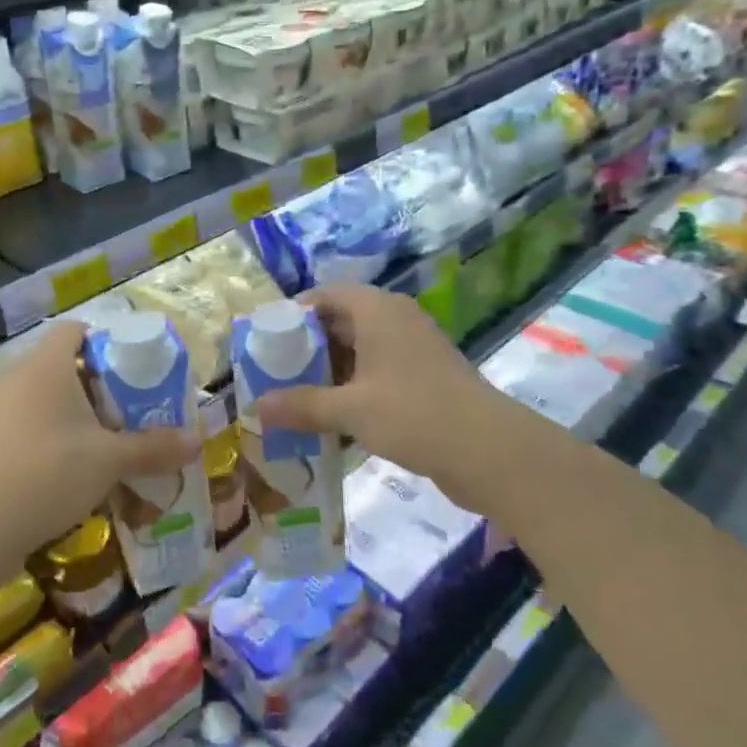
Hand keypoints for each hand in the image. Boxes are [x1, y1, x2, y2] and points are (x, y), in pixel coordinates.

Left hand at [0, 321, 200, 567]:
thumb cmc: (47, 474)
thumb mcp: (109, 461)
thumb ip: (153, 448)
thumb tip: (197, 442)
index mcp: (46, 365)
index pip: (74, 330)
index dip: (105, 341)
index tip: (132, 370)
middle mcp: (15, 376)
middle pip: (61, 364)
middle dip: (96, 385)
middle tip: (126, 411)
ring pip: (41, 396)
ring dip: (72, 413)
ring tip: (101, 442)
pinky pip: (23, 422)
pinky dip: (47, 434)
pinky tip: (66, 469)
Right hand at [253, 285, 516, 503]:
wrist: (490, 451)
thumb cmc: (413, 414)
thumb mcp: (350, 410)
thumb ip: (302, 405)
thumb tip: (256, 406)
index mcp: (377, 310)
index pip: (324, 295)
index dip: (293, 314)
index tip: (265, 341)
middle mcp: (395, 320)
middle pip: (340, 323)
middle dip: (307, 348)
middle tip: (274, 374)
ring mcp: (413, 349)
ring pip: (359, 351)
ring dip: (329, 372)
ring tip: (296, 399)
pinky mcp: (424, 378)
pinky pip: (377, 373)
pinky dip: (353, 389)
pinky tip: (333, 419)